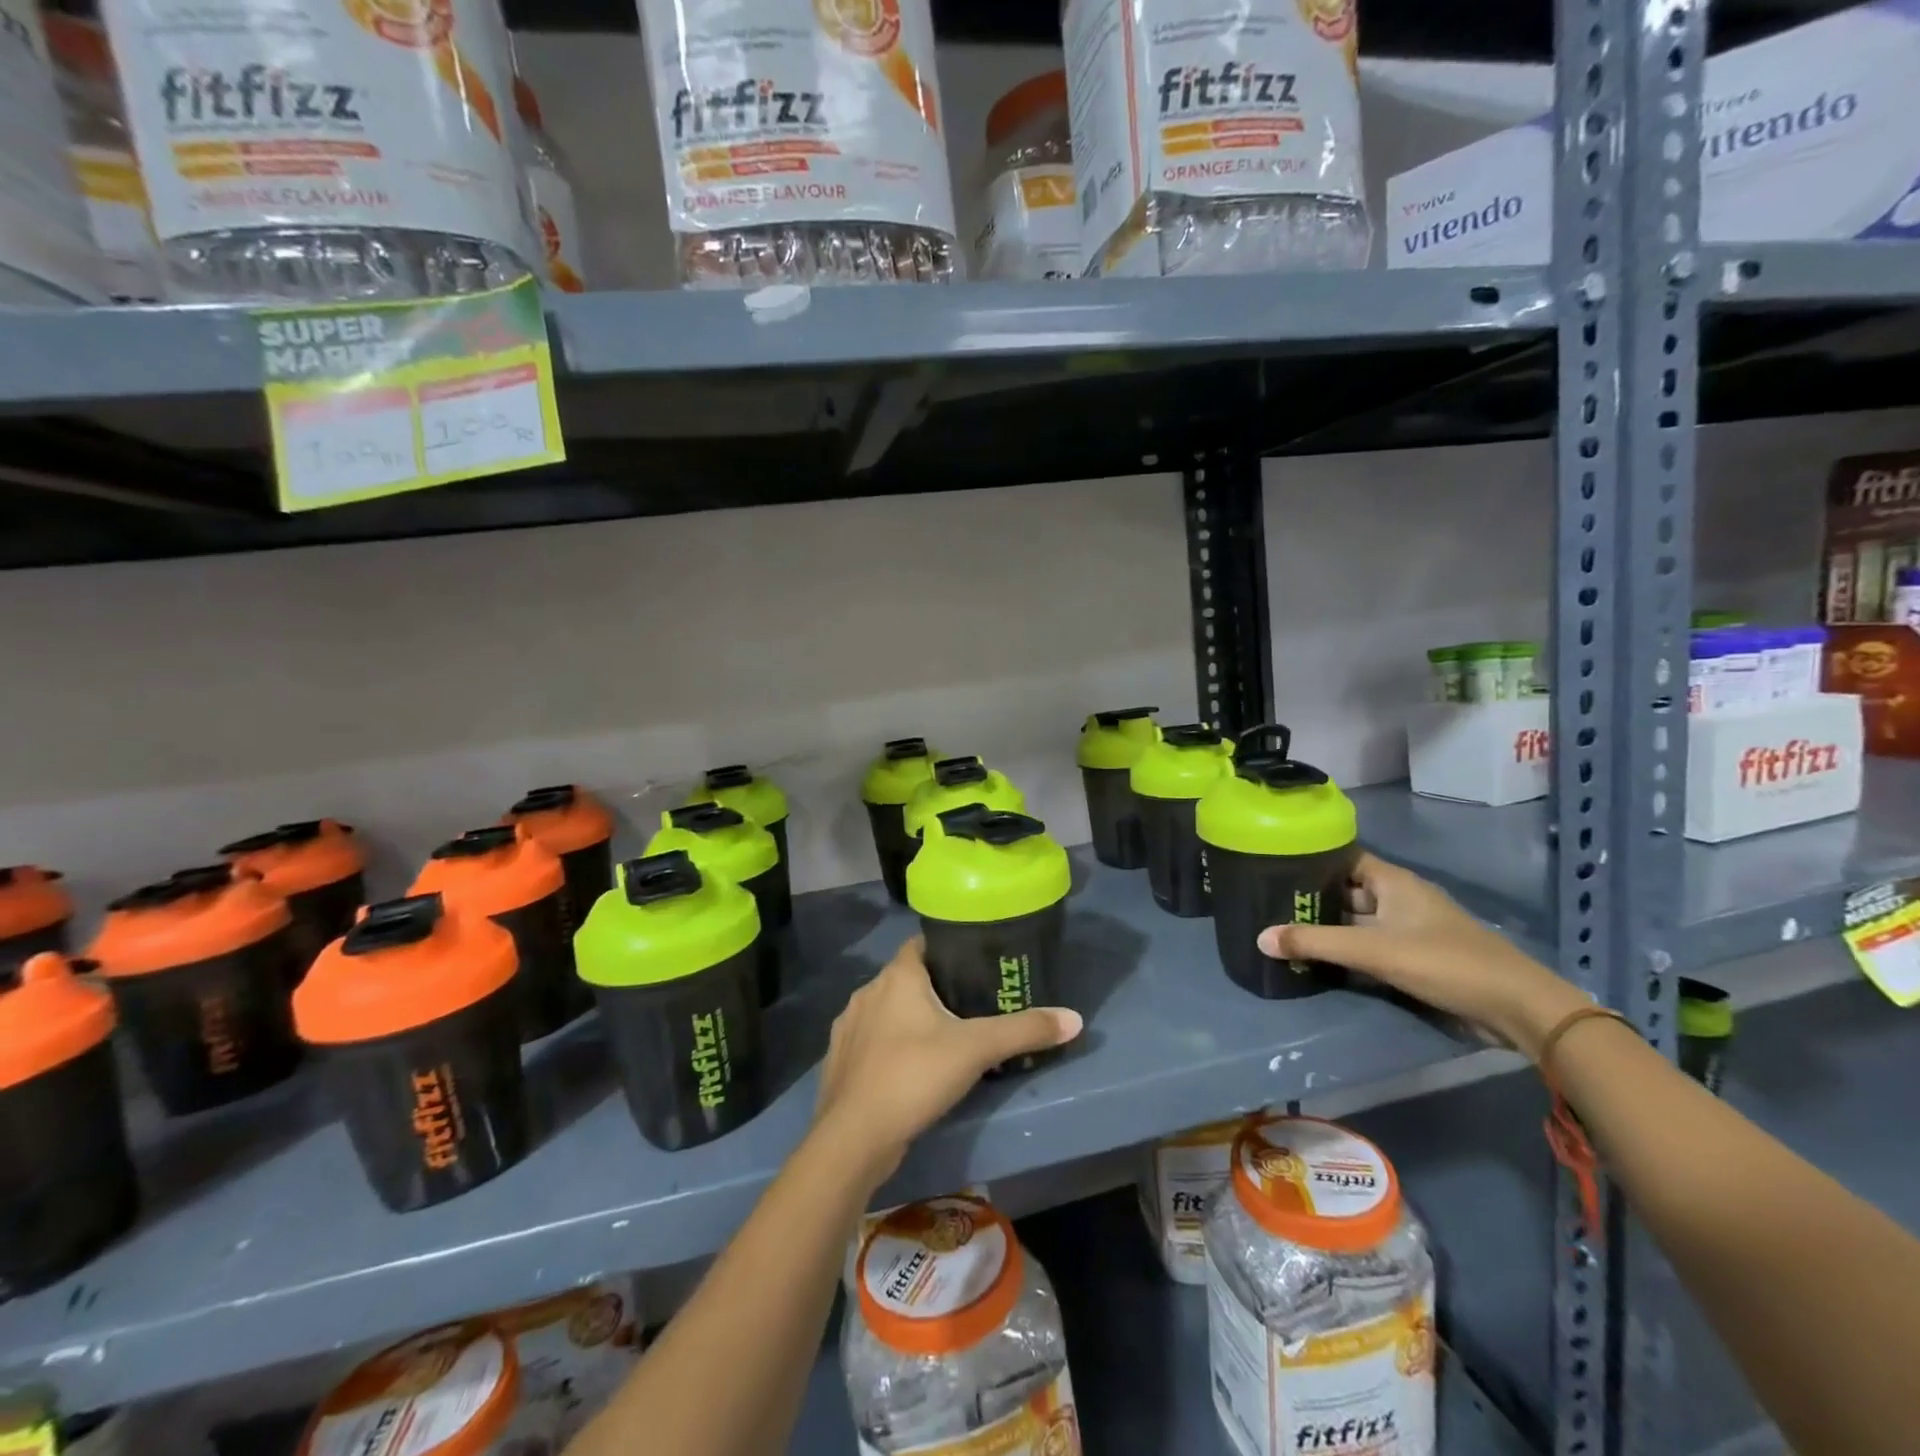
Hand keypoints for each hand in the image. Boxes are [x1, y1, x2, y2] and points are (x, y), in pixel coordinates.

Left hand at [812, 938, 1081, 1183]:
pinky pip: (871, 1041)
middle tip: (971, 1005)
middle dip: (935, 987)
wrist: (853, 1138)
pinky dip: (890, 1047)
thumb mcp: (977, 1049)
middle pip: (907, 978)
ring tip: (944, 1038)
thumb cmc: (914, 1076)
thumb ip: (1024, 1030)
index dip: (948, 948)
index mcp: (897, 976)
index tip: (976, 962)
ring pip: (887, 1011)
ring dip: (909, 1019)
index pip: (922, 944)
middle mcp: (867, 992)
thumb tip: (1075, 1018)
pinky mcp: (839, 1060)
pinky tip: (909, 1069)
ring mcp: (848, 1027)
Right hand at [1257, 852, 1587, 1058]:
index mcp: (1393, 881)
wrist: (1516, 1007)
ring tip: (1287, 930)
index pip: (1343, 857)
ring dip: (1331, 925)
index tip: (1274, 866)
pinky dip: (1349, 947)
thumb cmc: (1443, 962)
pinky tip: (1323, 958)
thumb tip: (1260, 938)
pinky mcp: (1419, 955)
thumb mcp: (1372, 950)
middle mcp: (1401, 897)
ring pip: (1360, 919)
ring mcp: (1412, 927)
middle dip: (1314, 897)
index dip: (1311, 859)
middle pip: (1348, 889)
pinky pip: (1373, 942)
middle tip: (1270, 904)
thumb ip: (1315, 943)